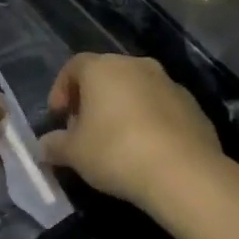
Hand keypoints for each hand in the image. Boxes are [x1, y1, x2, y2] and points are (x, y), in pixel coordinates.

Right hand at [40, 53, 225, 209]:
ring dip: (122, 109)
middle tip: (84, 130)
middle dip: (92, 100)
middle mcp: (137, 66)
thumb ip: (54, 145)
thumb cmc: (115, 152)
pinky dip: (149, 121)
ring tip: (116, 142)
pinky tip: (146, 150)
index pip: (74, 67)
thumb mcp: (73, 153)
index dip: (61, 90)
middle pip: (106, 76)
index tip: (58, 117)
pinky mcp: (194, 107)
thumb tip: (44, 146)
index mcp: (102, 68)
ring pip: (136, 90)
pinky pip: (161, 108)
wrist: (183, 173)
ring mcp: (169, 84)